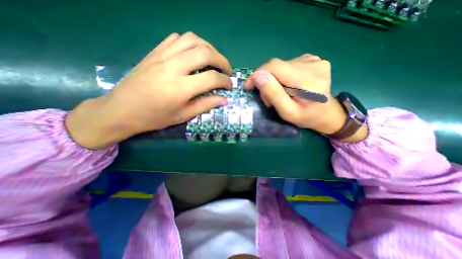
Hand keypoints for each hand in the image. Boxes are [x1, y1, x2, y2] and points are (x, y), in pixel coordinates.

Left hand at [65, 33, 232, 148]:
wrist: (121, 110)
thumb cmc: (154, 117)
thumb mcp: (183, 115)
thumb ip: (205, 105)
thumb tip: (224, 99)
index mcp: (180, 88)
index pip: (211, 78)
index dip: (225, 81)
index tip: (229, 86)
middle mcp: (172, 67)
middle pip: (205, 53)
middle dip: (222, 60)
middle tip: (227, 70)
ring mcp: (162, 56)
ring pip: (192, 40)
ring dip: (208, 48)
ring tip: (214, 60)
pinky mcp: (154, 52)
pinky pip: (176, 38)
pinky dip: (191, 43)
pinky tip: (194, 53)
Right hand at [245, 55, 368, 140]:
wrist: (327, 113)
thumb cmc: (306, 117)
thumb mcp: (287, 112)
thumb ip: (273, 94)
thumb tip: (258, 76)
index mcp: (308, 80)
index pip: (274, 67)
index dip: (257, 74)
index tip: (248, 87)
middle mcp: (312, 64)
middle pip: (276, 66)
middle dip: (265, 81)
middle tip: (267, 99)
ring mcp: (314, 60)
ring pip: (280, 66)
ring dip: (273, 80)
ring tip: (278, 95)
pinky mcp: (312, 60)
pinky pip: (287, 65)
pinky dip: (281, 76)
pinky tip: (286, 87)